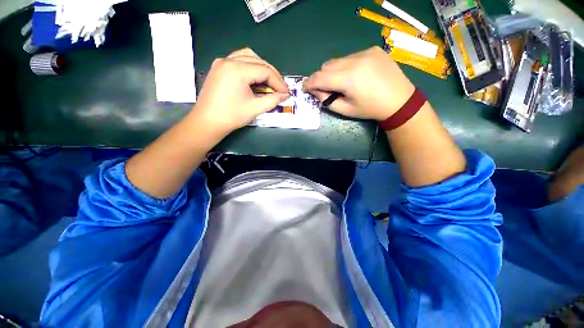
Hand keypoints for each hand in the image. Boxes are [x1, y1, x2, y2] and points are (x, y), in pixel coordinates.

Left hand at [188, 48, 289, 135]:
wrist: (207, 122)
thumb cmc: (231, 117)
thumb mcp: (255, 108)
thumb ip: (273, 100)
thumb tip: (285, 95)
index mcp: (237, 70)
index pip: (265, 71)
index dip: (278, 82)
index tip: (286, 93)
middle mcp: (229, 60)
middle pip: (258, 61)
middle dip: (272, 74)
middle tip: (280, 88)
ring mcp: (222, 62)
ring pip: (248, 56)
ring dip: (262, 67)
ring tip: (269, 82)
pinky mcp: (219, 67)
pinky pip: (238, 59)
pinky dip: (250, 66)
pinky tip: (255, 77)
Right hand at [303, 46, 415, 120]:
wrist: (399, 100)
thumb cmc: (370, 109)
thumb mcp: (345, 110)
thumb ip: (327, 100)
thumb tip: (315, 91)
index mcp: (349, 79)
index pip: (320, 78)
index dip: (309, 83)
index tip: (304, 87)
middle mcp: (355, 61)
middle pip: (326, 66)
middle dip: (320, 78)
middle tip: (321, 88)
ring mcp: (365, 52)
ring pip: (337, 60)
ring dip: (332, 71)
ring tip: (338, 83)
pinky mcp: (372, 50)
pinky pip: (350, 57)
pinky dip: (345, 66)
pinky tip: (353, 75)